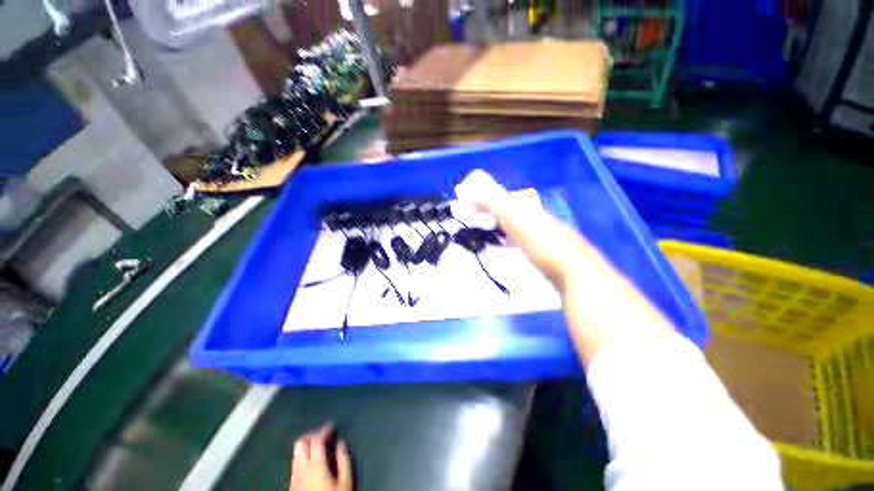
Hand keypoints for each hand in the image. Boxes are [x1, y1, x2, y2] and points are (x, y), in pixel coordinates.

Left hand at [290, 424, 351, 490]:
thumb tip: (341, 443)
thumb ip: (344, 460)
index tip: (332, 427)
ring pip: (295, 453)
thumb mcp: (345, 482)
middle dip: (312, 435)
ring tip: (317, 447)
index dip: (324, 430)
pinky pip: (294, 464)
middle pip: (301, 442)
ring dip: (305, 446)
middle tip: (323, 436)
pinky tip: (311, 463)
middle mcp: (301, 468)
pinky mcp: (291, 485)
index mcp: (315, 465)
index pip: (316, 439)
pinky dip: (302, 457)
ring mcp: (294, 477)